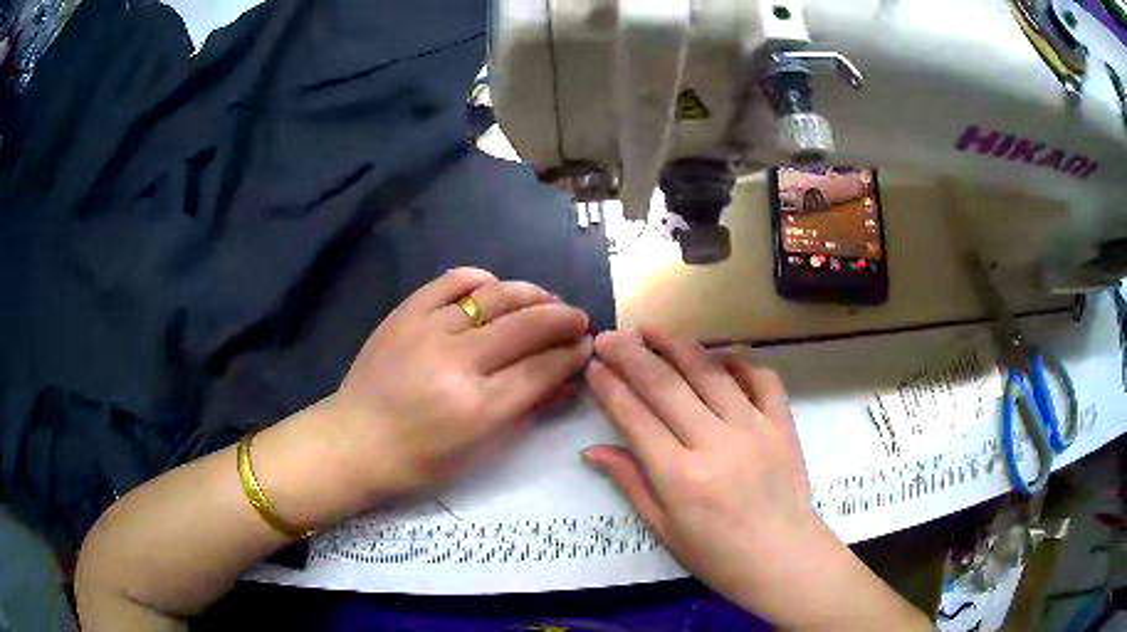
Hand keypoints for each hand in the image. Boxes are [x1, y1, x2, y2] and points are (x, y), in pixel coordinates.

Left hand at [326, 267, 591, 505]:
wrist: (354, 441)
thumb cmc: (420, 461)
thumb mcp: (480, 449)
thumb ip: (525, 409)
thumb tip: (564, 378)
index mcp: (478, 407)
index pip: (542, 368)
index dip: (571, 354)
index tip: (586, 345)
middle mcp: (457, 361)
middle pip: (527, 325)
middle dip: (563, 318)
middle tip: (578, 319)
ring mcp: (428, 330)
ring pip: (495, 296)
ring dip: (531, 294)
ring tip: (546, 299)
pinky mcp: (405, 313)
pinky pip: (451, 281)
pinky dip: (480, 279)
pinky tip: (494, 288)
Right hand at [583, 327, 927, 629]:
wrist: (783, 558)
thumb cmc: (717, 556)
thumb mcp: (664, 529)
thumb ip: (631, 483)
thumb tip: (593, 449)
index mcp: (680, 476)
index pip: (635, 417)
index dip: (609, 387)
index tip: (592, 365)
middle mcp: (715, 443)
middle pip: (666, 385)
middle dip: (632, 355)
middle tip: (610, 337)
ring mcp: (754, 428)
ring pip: (710, 372)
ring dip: (678, 346)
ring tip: (652, 330)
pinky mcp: (782, 424)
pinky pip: (762, 379)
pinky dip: (740, 361)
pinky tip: (720, 355)